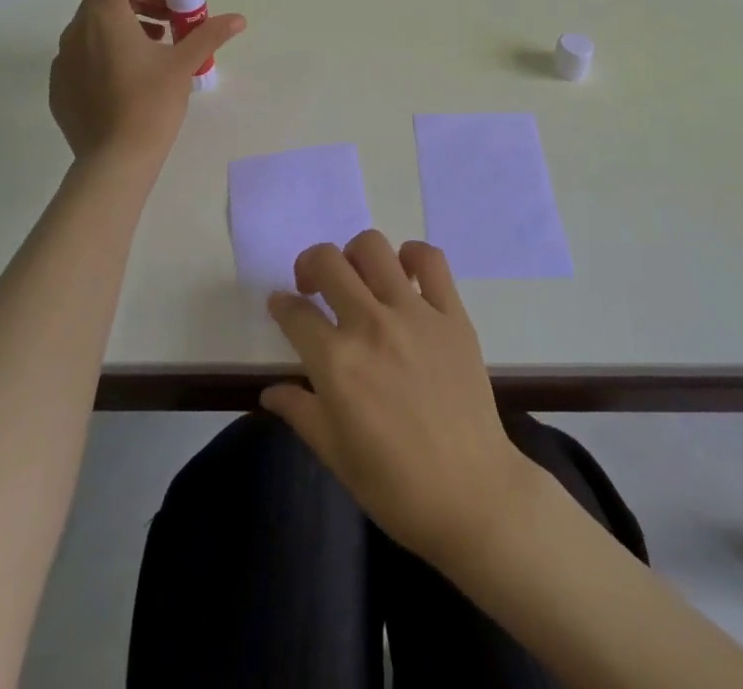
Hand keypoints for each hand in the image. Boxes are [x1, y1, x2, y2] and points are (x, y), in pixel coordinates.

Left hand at [49, 0, 244, 160]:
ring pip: (90, 31)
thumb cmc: (151, 102)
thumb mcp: (184, 64)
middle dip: (137, 8)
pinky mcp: (59, 88)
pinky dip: (103, 58)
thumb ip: (209, 34)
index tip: (170, 11)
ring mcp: (62, 61)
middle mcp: (75, 32)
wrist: (115, 159)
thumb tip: (238, 19)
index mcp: (104, 17)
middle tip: (166, 31)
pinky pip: (81, 60)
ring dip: (120, 32)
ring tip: (149, 58)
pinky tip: (126, 86)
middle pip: (103, 2)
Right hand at [261, 231, 531, 567]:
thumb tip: (270, 390)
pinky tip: (405, 274)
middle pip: (328, 262)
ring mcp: (415, 313)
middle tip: (313, 286)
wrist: (472, 494)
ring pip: (374, 248)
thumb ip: (300, 411)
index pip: (295, 312)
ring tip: (358, 278)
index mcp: (337, 363)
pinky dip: (412, 255)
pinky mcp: (451, 313)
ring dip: (355, 256)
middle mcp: (371, 325)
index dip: (281, 305)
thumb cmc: (396, 486)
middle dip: (309, 265)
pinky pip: (431, 260)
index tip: (281, 306)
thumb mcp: (335, 455)